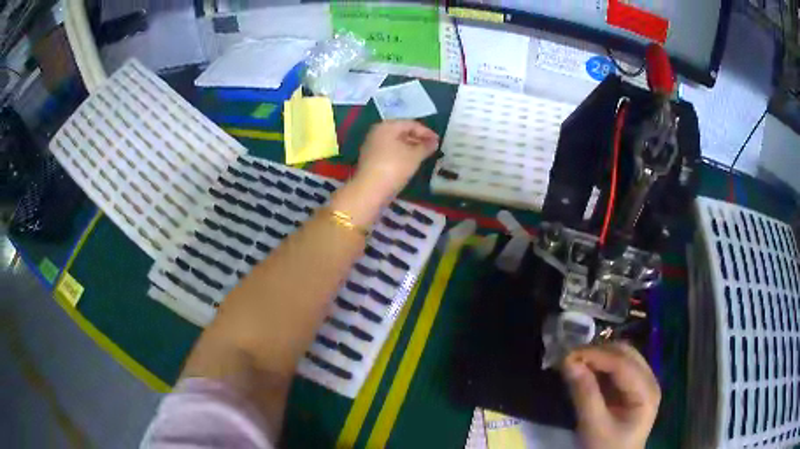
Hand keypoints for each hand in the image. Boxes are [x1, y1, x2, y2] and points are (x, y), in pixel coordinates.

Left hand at [353, 120, 438, 200]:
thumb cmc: (394, 167)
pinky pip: (390, 152)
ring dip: (410, 147)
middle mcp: (377, 133)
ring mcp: (372, 146)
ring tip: (424, 155)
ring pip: (395, 143)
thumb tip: (434, 142)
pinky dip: (401, 155)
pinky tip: (410, 163)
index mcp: (387, 126)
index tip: (438, 141)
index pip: (410, 124)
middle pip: (401, 132)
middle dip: (418, 139)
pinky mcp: (371, 160)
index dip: (426, 132)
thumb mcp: (415, 156)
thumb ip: (426, 146)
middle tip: (432, 148)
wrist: (370, 190)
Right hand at [561, 343, 660, 448]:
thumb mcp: (593, 426)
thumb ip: (584, 394)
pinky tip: (586, 371)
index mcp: (646, 391)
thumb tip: (568, 362)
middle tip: (570, 358)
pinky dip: (601, 367)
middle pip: (625, 354)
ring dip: (599, 357)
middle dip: (598, 352)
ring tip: (575, 362)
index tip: (567, 355)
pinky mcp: (634, 389)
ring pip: (623, 357)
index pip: (622, 363)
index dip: (596, 355)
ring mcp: (643, 383)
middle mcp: (649, 380)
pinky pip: (619, 369)